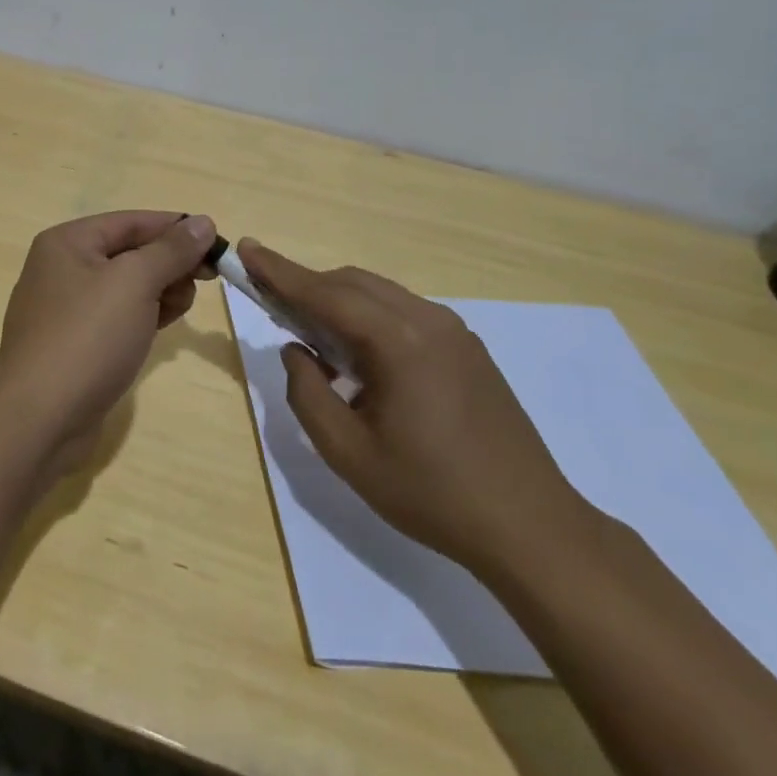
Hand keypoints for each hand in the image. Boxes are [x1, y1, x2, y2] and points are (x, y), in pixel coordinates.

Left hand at [0, 212, 216, 475]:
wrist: (40, 419)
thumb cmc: (88, 338)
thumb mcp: (135, 283)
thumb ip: (171, 250)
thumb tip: (202, 221)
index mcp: (67, 242)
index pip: (131, 221)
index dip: (176, 228)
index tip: (217, 244)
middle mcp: (61, 268)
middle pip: (129, 252)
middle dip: (169, 263)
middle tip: (204, 281)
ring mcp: (64, 309)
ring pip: (126, 286)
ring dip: (160, 290)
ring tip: (180, 308)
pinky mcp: (73, 344)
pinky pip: (116, 316)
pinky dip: (143, 315)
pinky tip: (162, 327)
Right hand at [241, 239, 593, 580]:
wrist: (531, 527)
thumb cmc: (431, 493)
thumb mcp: (348, 453)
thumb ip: (308, 394)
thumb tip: (296, 352)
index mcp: (399, 342)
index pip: (326, 294)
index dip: (280, 272)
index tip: (246, 249)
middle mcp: (428, 321)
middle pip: (353, 284)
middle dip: (307, 286)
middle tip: (269, 301)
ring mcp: (454, 332)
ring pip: (379, 295)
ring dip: (338, 302)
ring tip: (309, 332)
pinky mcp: (467, 348)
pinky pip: (403, 313)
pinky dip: (368, 318)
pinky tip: (359, 356)